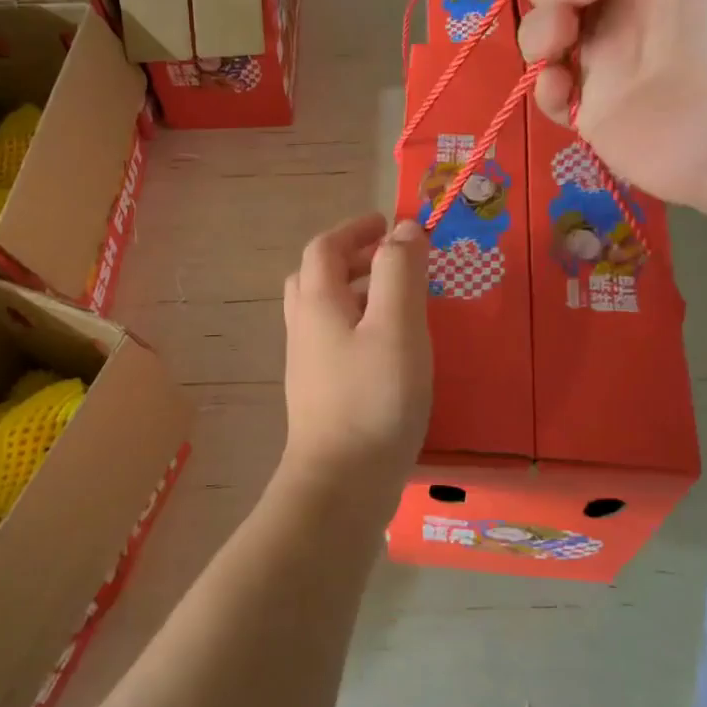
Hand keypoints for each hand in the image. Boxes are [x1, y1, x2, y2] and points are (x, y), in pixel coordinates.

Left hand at [282, 214, 431, 492]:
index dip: (354, 229)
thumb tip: (403, 229)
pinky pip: (334, 341)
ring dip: (354, 293)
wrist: (342, 482)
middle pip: (315, 277)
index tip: (388, 224)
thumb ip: (400, 272)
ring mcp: (308, 364)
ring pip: (323, 311)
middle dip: (351, 258)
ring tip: (396, 302)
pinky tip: (388, 349)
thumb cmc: (374, 398)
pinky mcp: (320, 393)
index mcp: (318, 303)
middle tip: (391, 261)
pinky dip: (357, 326)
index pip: (324, 248)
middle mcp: (304, 328)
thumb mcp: (396, 326)